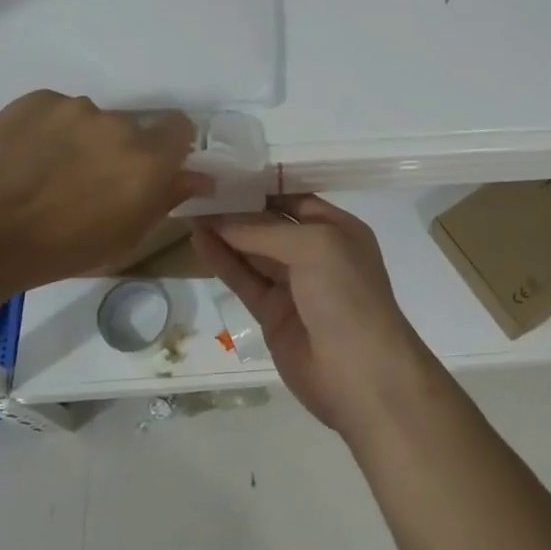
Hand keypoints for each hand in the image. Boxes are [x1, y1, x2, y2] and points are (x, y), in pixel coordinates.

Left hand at [0, 91, 210, 288]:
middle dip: (119, 149)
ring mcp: (74, 108)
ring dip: (82, 139)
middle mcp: (119, 124)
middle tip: (90, 179)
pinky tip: (25, 158)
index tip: (150, 166)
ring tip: (48, 171)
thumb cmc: (58, 250)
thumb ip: (166, 199)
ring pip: (91, 119)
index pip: (181, 127)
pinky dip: (49, 130)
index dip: (168, 145)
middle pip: (132, 127)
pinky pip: (56, 111)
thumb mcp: (125, 237)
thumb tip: (200, 177)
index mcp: (148, 160)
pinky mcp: (36, 99)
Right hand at [190, 195, 439, 433]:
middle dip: (238, 209)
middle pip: (271, 224)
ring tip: (189, 211)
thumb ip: (264, 231)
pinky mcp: (273, 314)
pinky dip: (223, 261)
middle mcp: (317, 253)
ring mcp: (294, 285)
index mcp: (338, 229)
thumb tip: (219, 219)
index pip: (294, 200)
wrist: (361, 374)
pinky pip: (245, 280)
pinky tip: (199, 241)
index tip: (224, 174)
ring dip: (224, 233)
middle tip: (197, 191)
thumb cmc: (347, 296)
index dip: (261, 188)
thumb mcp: (313, 247)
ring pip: (253, 252)